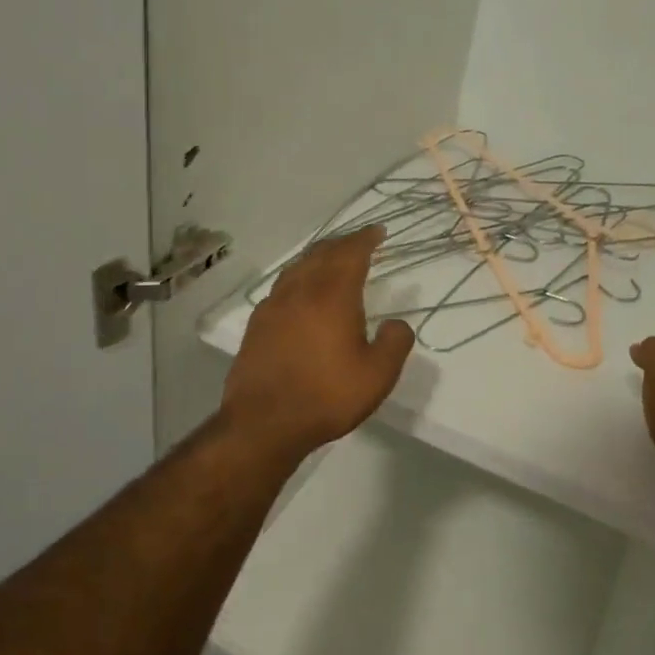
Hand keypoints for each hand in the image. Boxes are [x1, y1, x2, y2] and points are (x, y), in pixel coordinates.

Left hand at [222, 226, 415, 459]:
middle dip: (342, 244)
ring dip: (318, 257)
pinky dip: (298, 278)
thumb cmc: (327, 396)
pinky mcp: (257, 325)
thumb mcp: (378, 375)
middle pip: (321, 254)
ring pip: (297, 268)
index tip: (378, 231)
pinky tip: (301, 293)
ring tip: (331, 260)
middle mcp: (300, 291)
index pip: (351, 253)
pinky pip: (282, 287)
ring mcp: (273, 306)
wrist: (264, 423)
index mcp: (332, 295)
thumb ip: (395, 343)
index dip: (366, 239)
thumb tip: (396, 324)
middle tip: (359, 242)